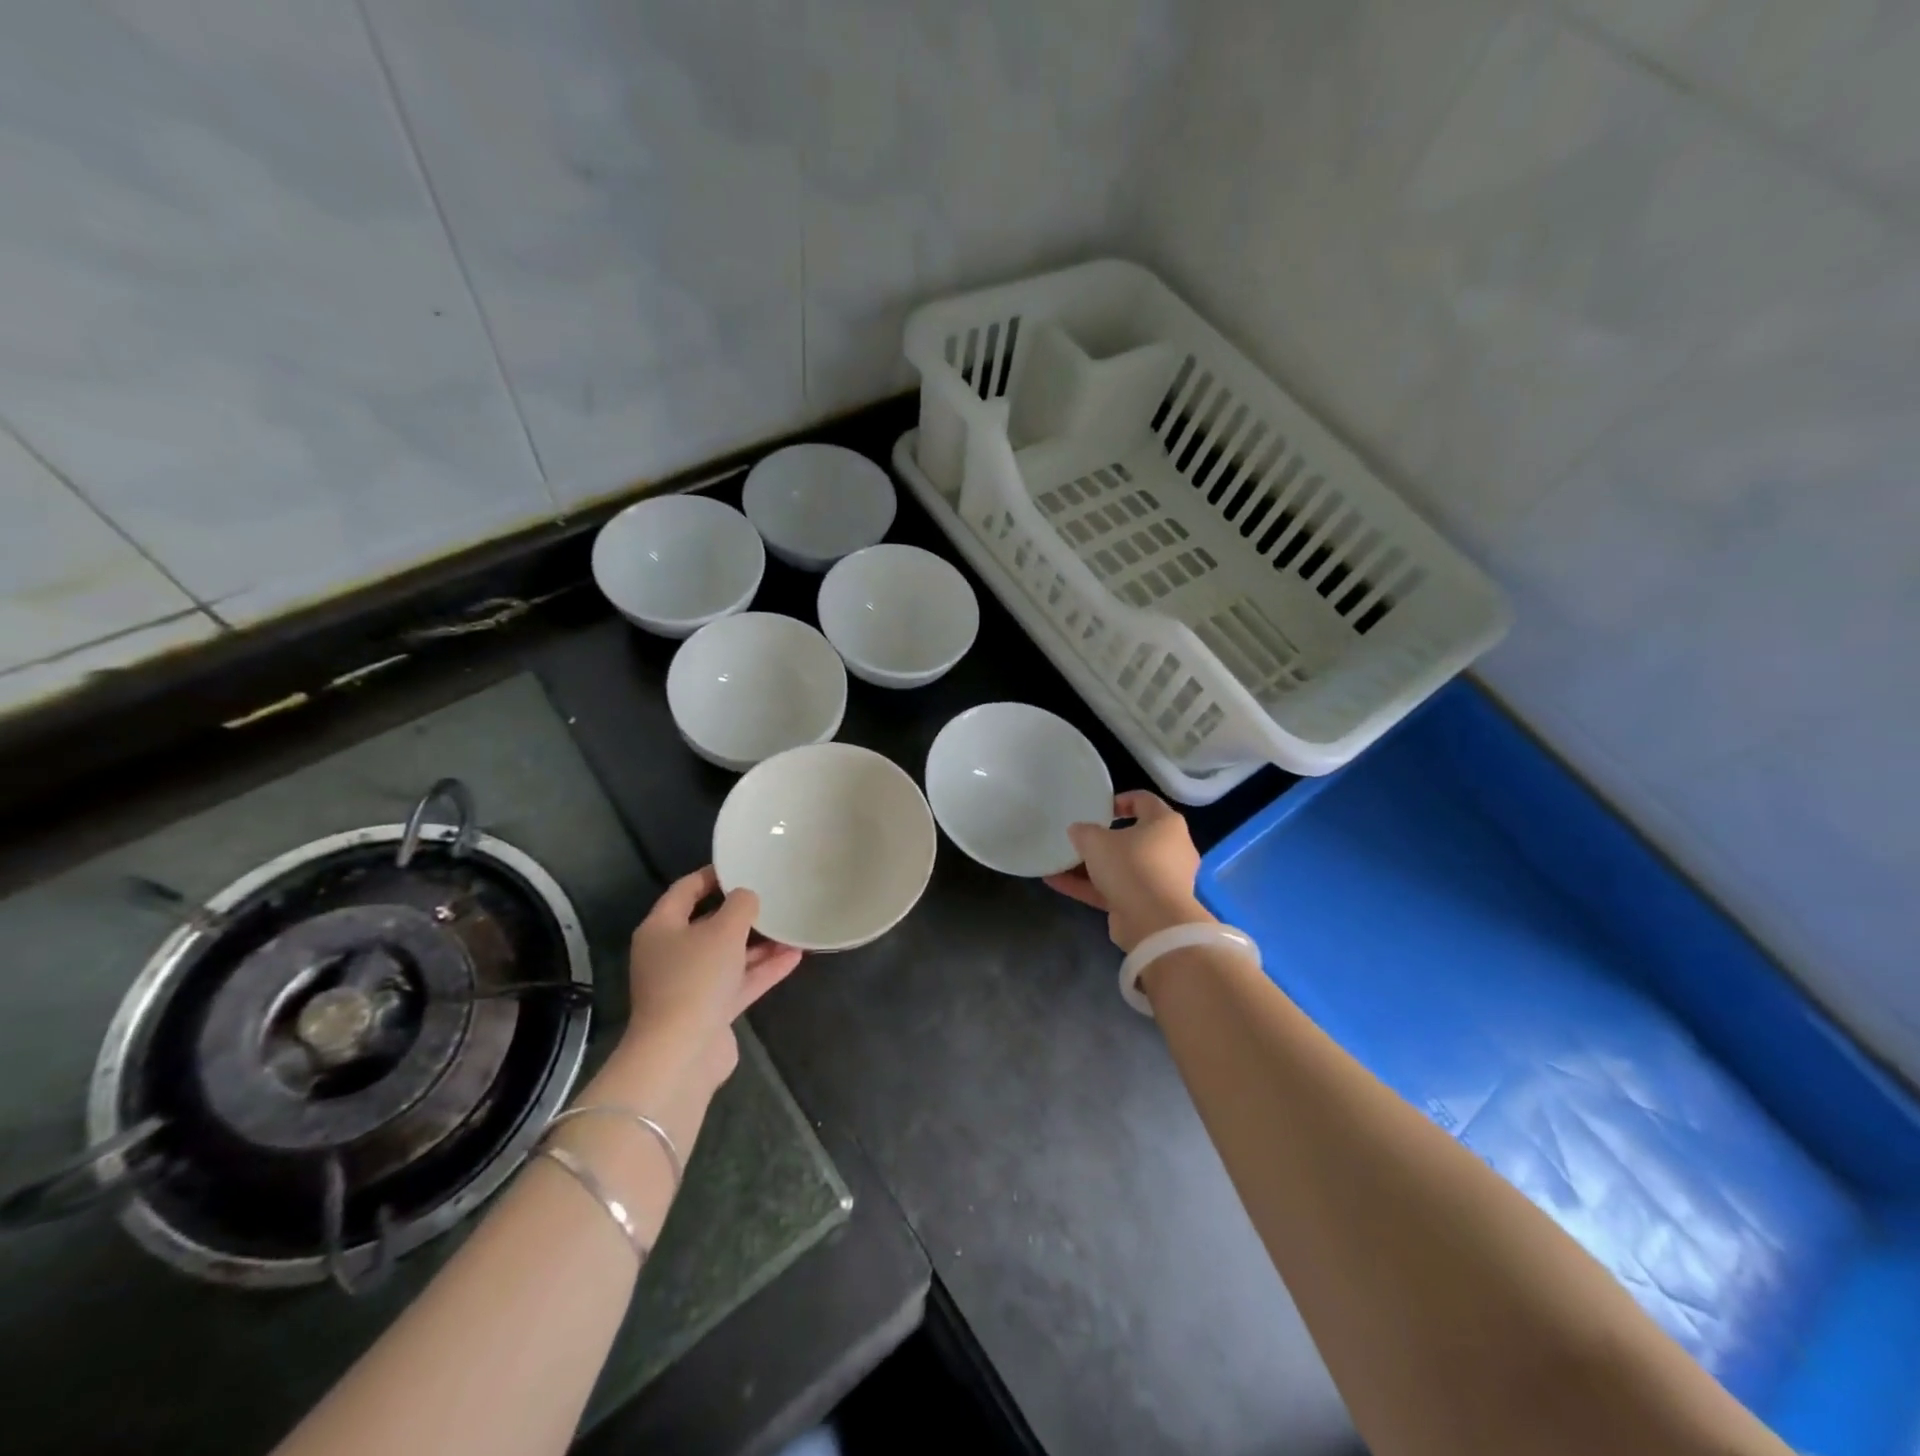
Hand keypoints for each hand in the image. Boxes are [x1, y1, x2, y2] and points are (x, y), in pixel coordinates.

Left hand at [618, 866, 801, 1093]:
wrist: (682, 1053)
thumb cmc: (696, 978)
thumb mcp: (724, 930)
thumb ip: (741, 905)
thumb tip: (747, 897)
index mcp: (661, 929)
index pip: (685, 890)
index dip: (713, 875)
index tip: (742, 865)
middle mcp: (671, 954)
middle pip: (708, 924)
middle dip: (741, 913)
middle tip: (772, 895)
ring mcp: (690, 985)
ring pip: (728, 955)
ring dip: (759, 943)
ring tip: (792, 926)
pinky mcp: (709, 1010)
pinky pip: (739, 981)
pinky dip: (763, 969)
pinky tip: (795, 956)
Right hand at [1044, 790, 1212, 951]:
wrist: (1154, 922)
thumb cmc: (1131, 865)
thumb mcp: (1097, 840)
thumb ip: (1084, 831)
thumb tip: (1078, 831)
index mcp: (1166, 824)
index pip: (1144, 801)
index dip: (1119, 800)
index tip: (1097, 807)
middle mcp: (1169, 849)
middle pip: (1132, 837)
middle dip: (1102, 839)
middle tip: (1079, 837)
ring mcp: (1159, 880)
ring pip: (1121, 867)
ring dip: (1090, 866)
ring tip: (1058, 862)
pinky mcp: (1146, 905)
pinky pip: (1115, 890)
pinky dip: (1089, 887)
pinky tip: (1057, 883)